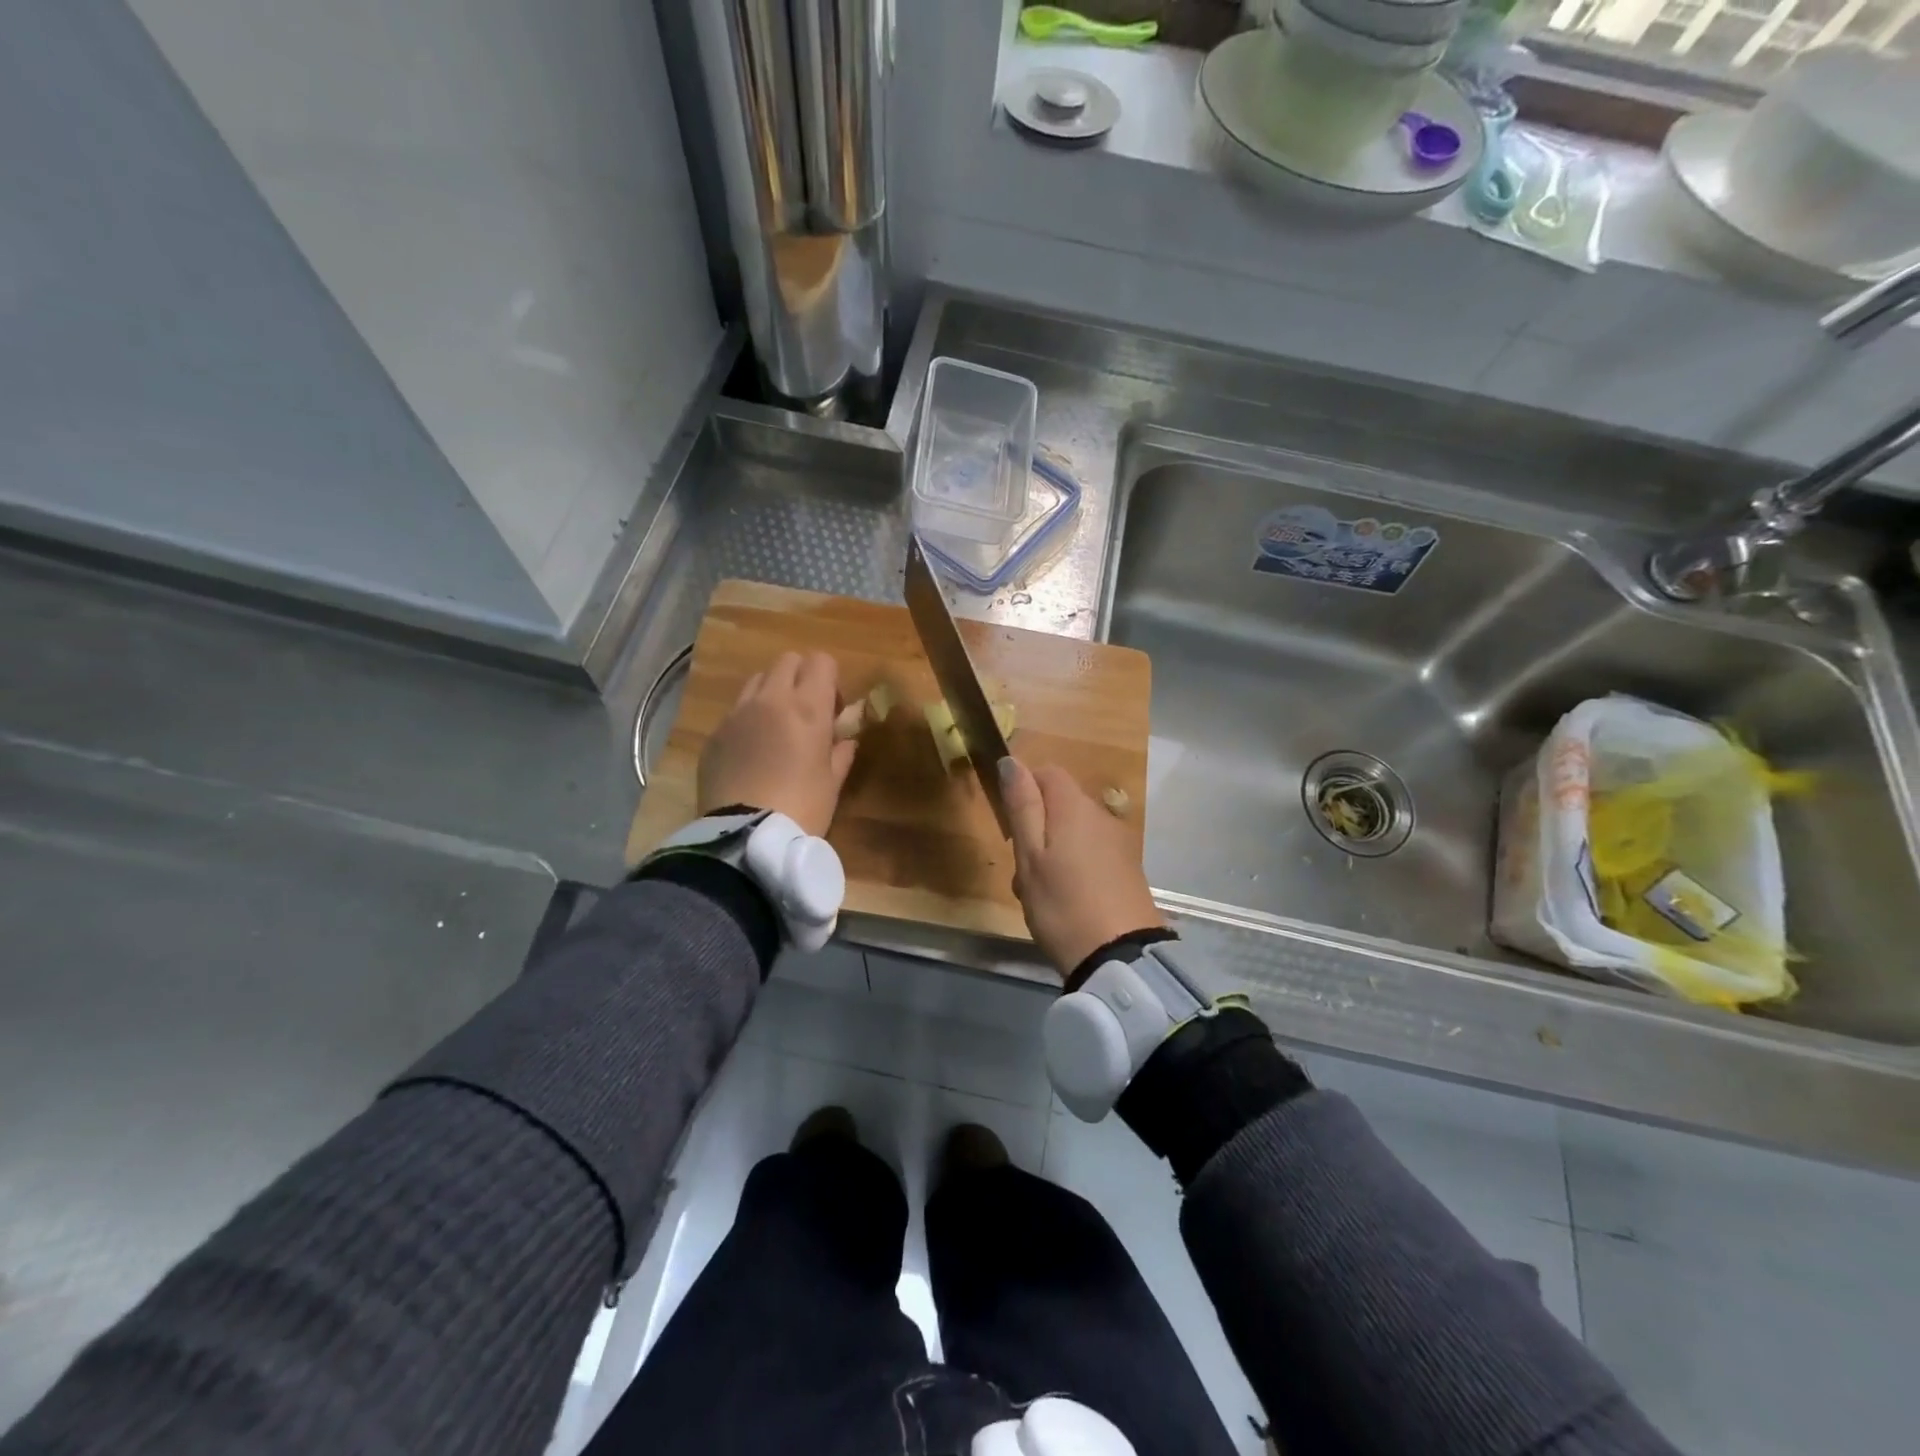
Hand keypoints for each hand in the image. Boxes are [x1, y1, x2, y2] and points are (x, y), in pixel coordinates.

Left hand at [698, 651, 856, 837]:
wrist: (746, 837)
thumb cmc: (802, 809)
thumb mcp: (832, 783)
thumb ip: (841, 753)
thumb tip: (845, 740)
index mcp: (807, 707)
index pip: (821, 661)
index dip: (830, 680)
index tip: (833, 711)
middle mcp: (770, 699)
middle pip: (787, 661)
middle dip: (801, 678)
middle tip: (807, 714)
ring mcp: (737, 714)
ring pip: (758, 680)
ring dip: (773, 694)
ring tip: (777, 730)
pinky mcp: (714, 734)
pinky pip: (736, 711)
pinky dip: (749, 720)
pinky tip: (753, 753)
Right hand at [999, 757, 1162, 977]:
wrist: (1120, 957)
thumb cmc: (1062, 904)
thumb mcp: (1030, 856)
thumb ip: (1022, 806)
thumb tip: (1012, 761)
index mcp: (1075, 807)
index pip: (1048, 772)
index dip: (1024, 788)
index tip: (1010, 824)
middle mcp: (1102, 816)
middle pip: (1060, 804)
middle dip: (1035, 828)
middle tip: (1021, 869)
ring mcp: (1119, 843)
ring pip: (1073, 833)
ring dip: (1051, 853)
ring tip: (1038, 894)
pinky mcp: (1128, 870)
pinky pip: (1091, 855)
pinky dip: (1073, 869)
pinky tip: (1065, 902)